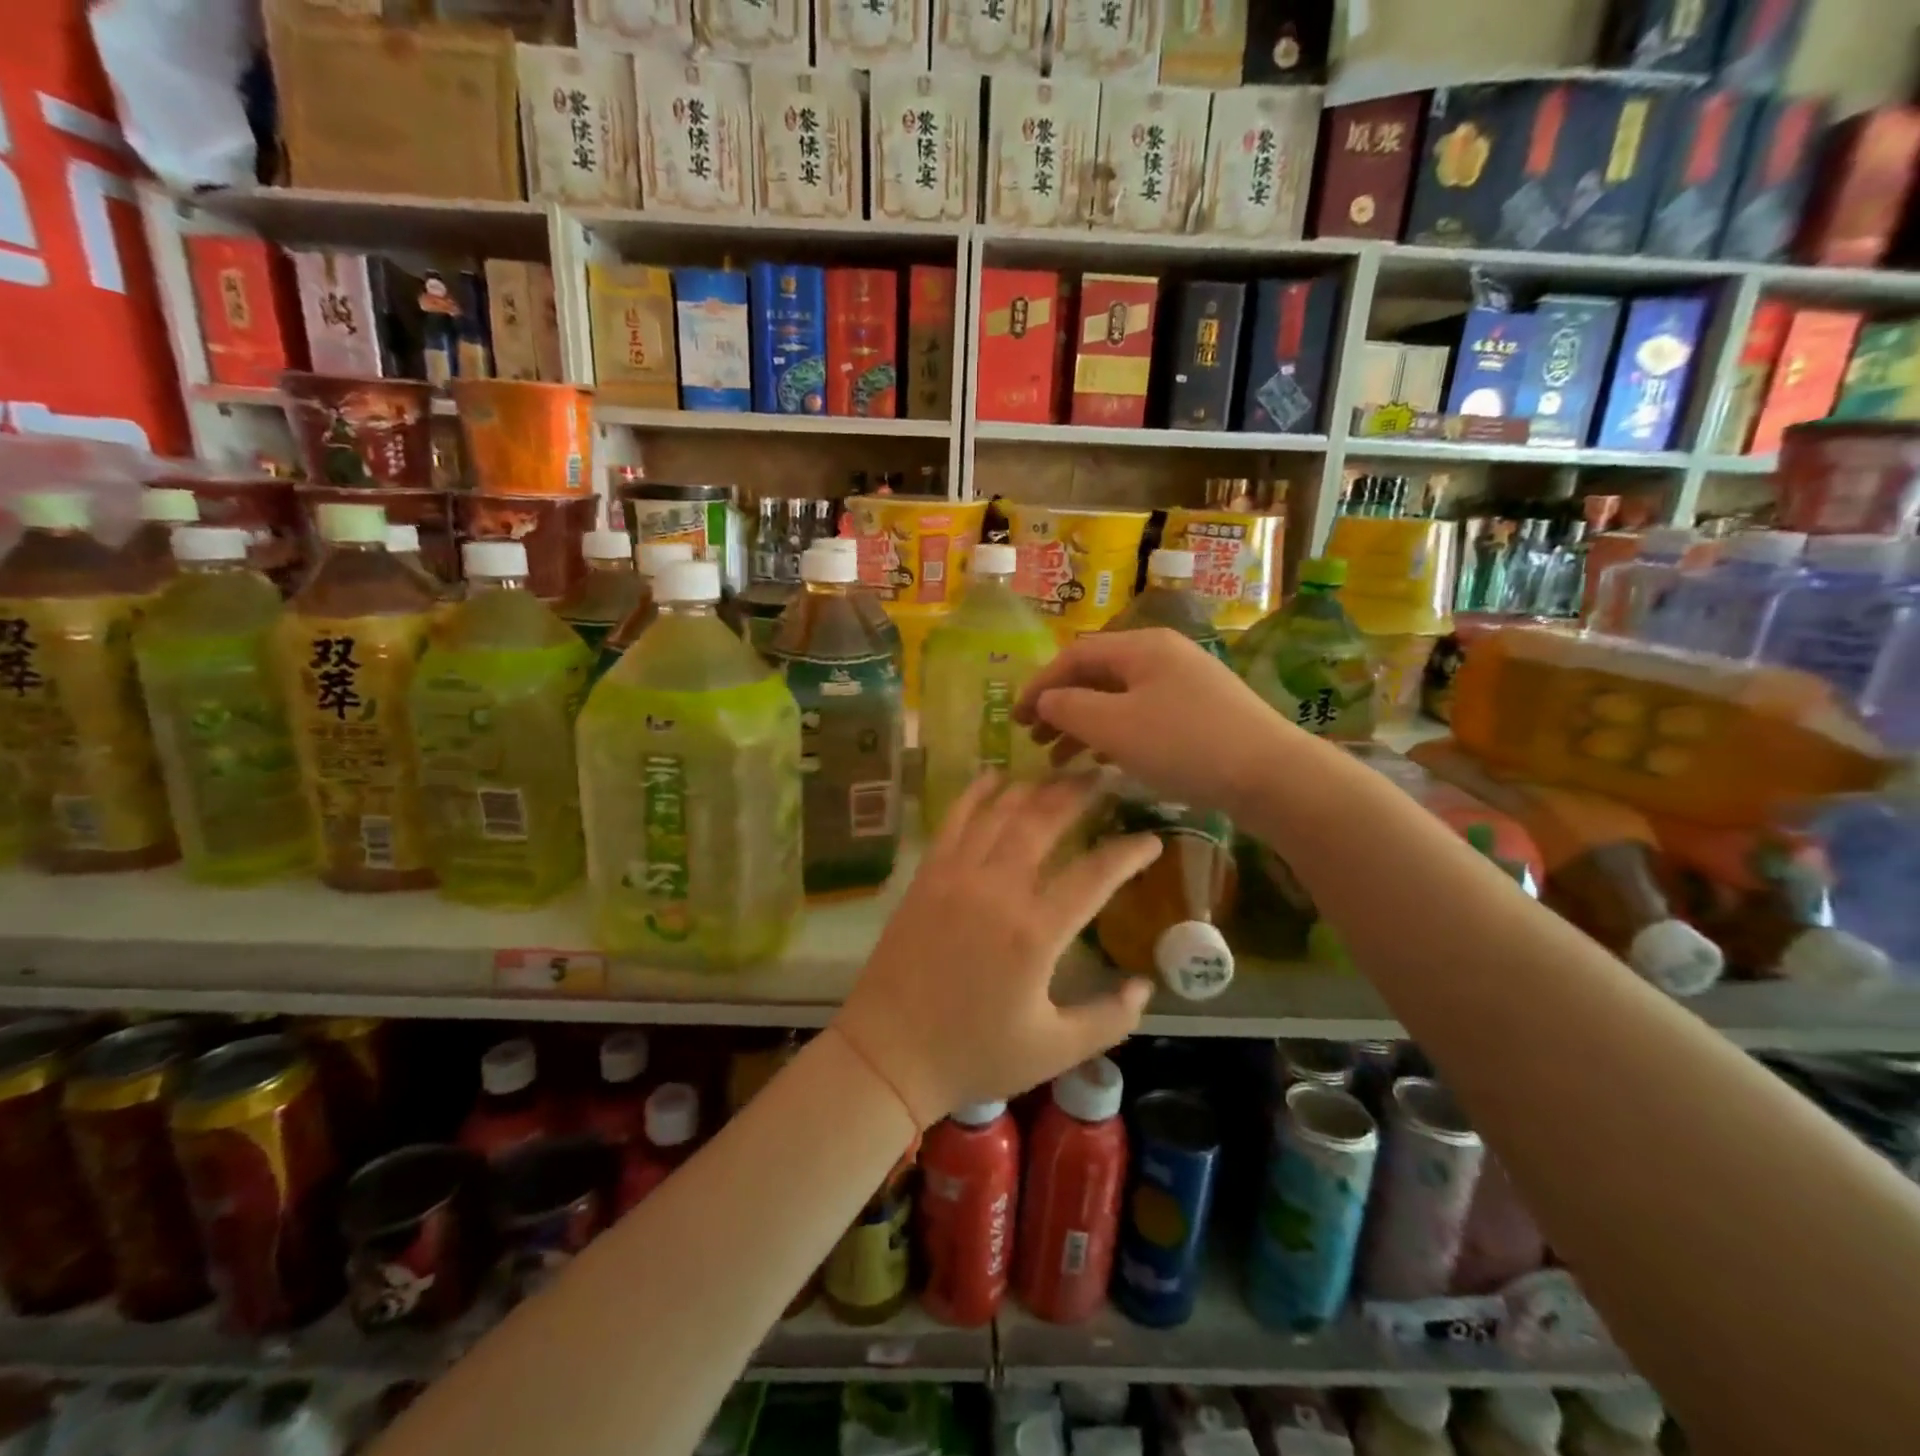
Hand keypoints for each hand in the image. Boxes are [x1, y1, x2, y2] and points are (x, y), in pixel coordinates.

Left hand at [833, 773, 1162, 1126]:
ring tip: (1060, 772)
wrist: (888, 1053)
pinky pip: (953, 821)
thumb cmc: (974, 1054)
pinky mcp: (927, 875)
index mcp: (1034, 932)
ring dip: (1033, 787)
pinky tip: (994, 776)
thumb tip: (1145, 985)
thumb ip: (1109, 1019)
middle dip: (1079, 793)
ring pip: (1000, 813)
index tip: (1152, 839)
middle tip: (1104, 775)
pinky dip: (976, 793)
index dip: (1129, 853)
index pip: (1095, 875)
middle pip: (1045, 822)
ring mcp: (956, 876)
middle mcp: (997, 889)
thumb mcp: (1055, 1050)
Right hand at [1013, 628, 1292, 813]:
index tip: (1013, 718)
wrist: (1271, 775)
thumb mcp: (1115, 726)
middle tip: (1033, 738)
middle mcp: (1163, 655)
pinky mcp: (1200, 712)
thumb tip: (1045, 700)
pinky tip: (1101, 760)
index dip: (1039, 684)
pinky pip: (1142, 714)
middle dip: (1060, 705)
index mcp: (1141, 647)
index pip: (1074, 656)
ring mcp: (1185, 683)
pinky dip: (1113, 734)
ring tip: (1057, 757)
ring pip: (1118, 697)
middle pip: (1096, 674)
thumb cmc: (1184, 745)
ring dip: (1083, 724)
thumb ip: (1070, 708)